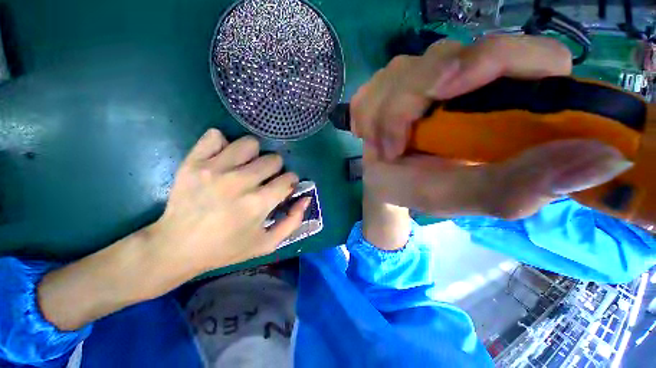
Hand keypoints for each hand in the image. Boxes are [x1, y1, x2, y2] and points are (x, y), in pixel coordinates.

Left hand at [38, 129, 307, 330]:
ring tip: (246, 166)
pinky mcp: (193, 162)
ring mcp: (214, 169)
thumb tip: (305, 199)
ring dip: (254, 155)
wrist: (176, 247)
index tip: (283, 187)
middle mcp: (239, 182)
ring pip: (249, 143)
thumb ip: (292, 222)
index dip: (289, 182)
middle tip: (264, 179)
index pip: (288, 179)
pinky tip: (222, 159)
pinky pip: (215, 136)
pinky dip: (223, 144)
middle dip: (275, 169)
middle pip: (273, 159)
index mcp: (258, 203)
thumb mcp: (266, 244)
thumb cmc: (226, 248)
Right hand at [354, 35, 632, 218]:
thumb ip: (519, 185)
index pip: (531, 57)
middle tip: (392, 148)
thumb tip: (607, 161)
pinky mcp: (392, 85)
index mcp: (506, 108)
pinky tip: (369, 135)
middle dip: (404, 105)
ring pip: (399, 70)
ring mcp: (424, 77)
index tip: (443, 91)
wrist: (386, 187)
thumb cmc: (420, 192)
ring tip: (382, 148)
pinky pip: (373, 84)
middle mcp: (470, 81)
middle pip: (443, 56)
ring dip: (381, 115)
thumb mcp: (461, 196)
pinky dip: (366, 113)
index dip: (490, 61)